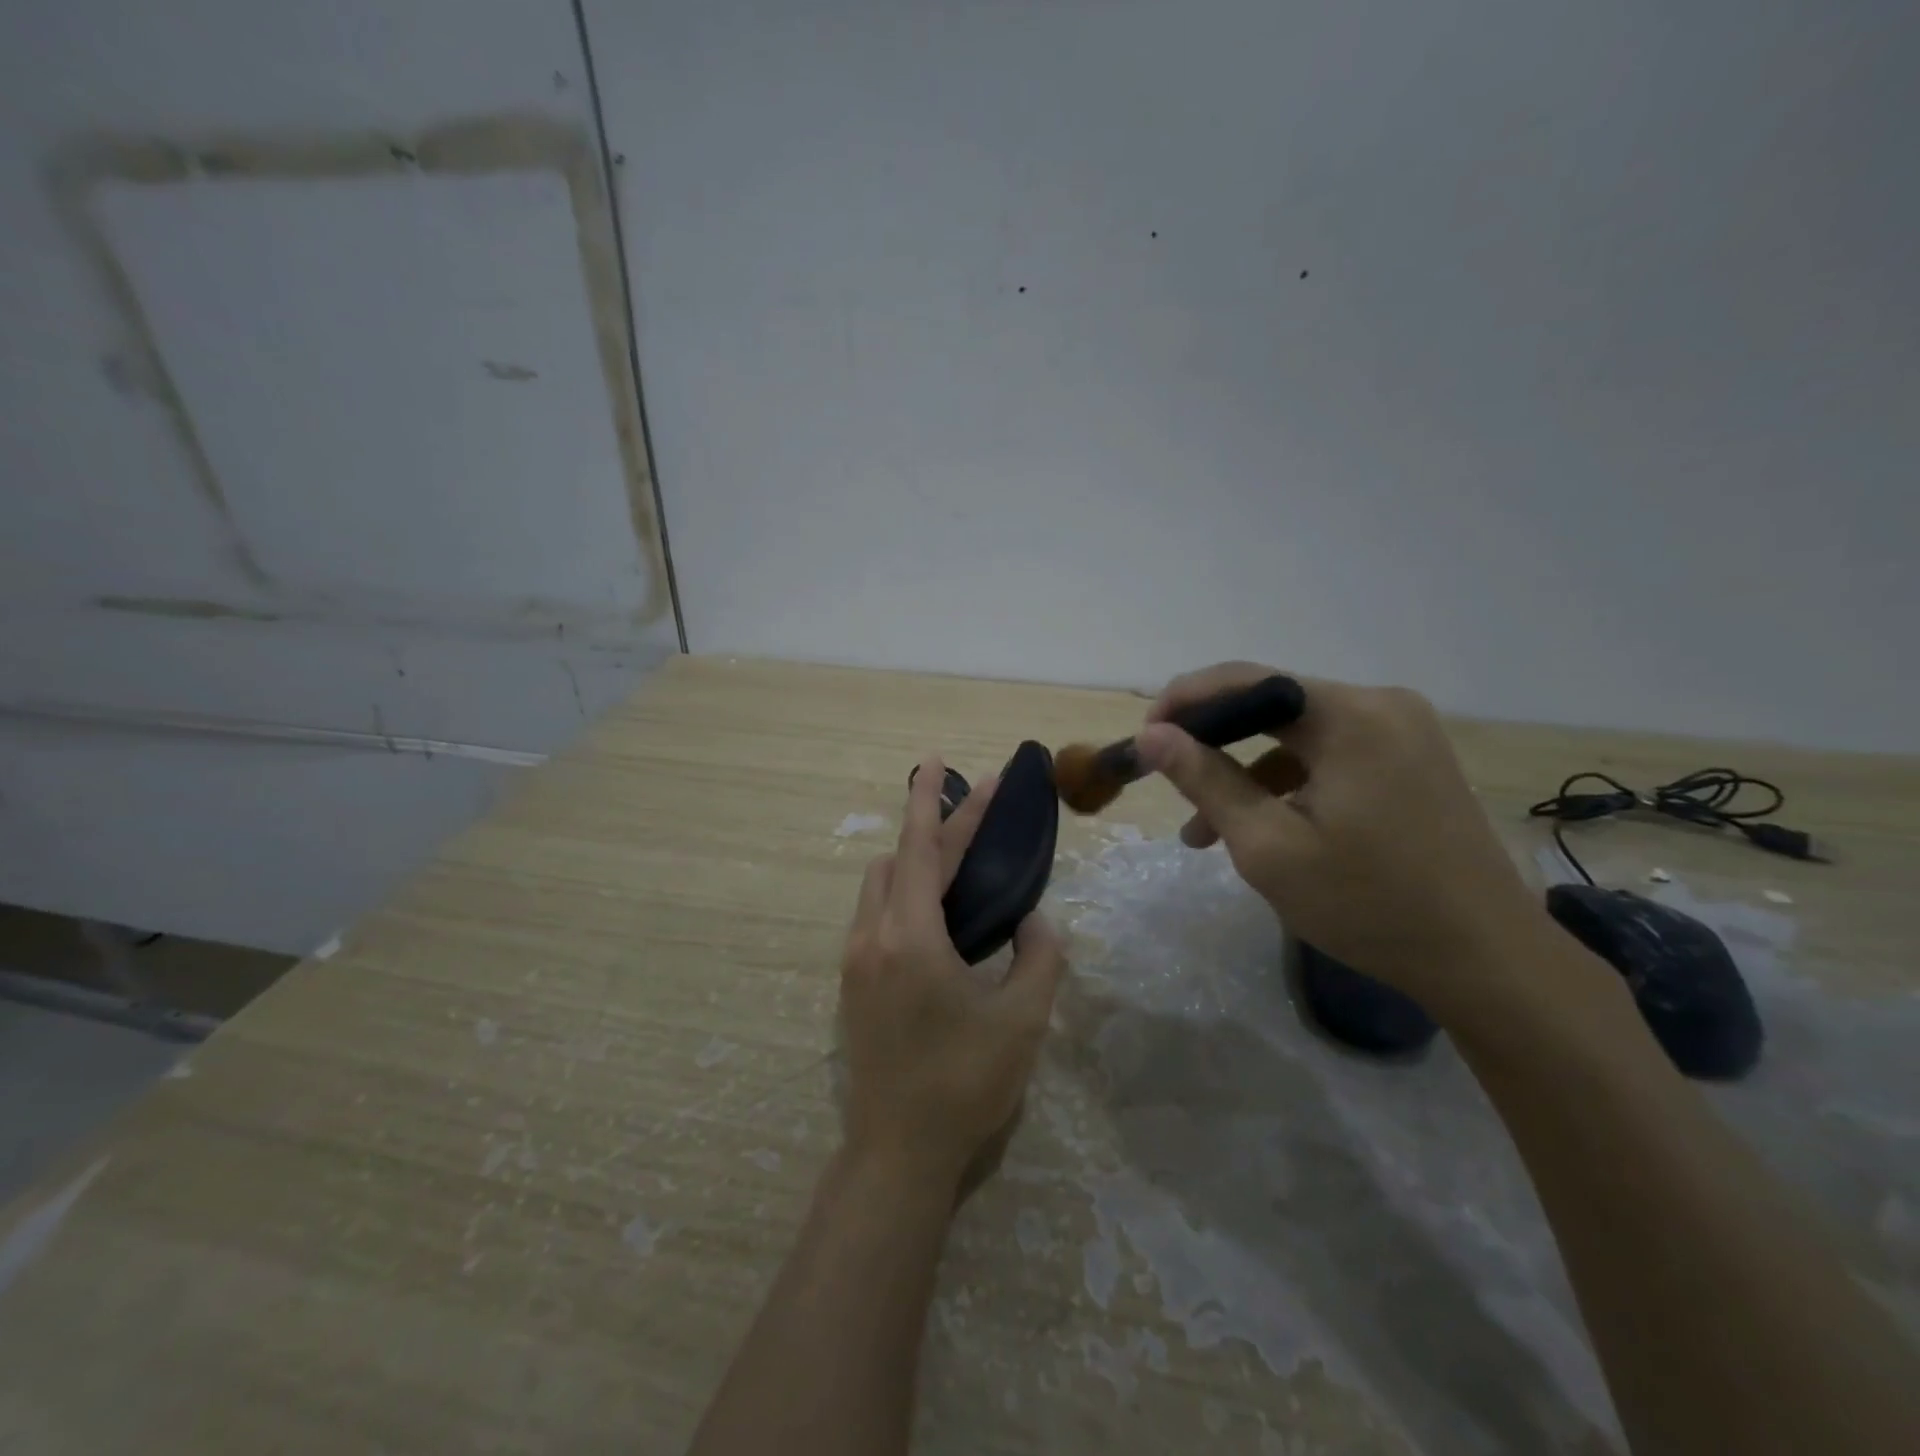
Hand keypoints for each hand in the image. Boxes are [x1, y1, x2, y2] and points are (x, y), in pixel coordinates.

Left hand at [838, 756, 1066, 1192]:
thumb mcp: (1022, 1019)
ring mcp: (856, 960)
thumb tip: (1034, 919)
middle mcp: (873, 937)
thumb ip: (1039, 956)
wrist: (897, 1153)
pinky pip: (875, 915)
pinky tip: (937, 916)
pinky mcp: (853, 983)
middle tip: (977, 806)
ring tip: (959, 860)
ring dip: (914, 861)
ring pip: (879, 886)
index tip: (936, 759)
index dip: (930, 799)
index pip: (919, 848)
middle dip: (936, 825)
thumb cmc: (964, 1084)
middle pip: (899, 859)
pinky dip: (903, 894)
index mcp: (910, 937)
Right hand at [1137, 662, 1542, 1020]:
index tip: (1144, 738)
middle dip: (1212, 742)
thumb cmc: (1369, 905)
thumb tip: (1151, 734)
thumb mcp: (1269, 846)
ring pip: (1296, 735)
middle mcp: (1380, 704)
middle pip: (1271, 704)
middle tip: (1167, 780)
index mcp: (1350, 715)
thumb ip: (1206, 780)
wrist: (1487, 960)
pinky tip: (1260, 828)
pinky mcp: (1410, 759)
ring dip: (1245, 773)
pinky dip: (1286, 783)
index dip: (1185, 701)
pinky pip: (1329, 755)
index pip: (1246, 679)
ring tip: (1202, 832)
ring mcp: (1402, 731)